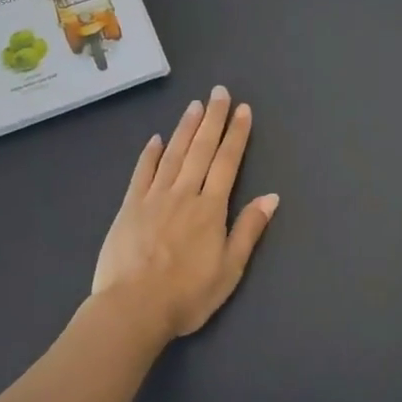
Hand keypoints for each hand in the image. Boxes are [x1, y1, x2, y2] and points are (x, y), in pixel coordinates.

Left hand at [93, 86, 278, 342]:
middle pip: (201, 150)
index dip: (236, 135)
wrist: (132, 309)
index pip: (227, 162)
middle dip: (213, 119)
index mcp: (211, 208)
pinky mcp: (129, 208)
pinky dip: (149, 154)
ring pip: (173, 154)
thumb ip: (249, 229)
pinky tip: (156, 139)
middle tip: (219, 92)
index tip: (242, 110)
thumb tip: (271, 197)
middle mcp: (184, 194)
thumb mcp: (230, 269)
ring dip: (185, 128)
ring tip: (195, 105)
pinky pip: (141, 174)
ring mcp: (154, 198)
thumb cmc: (188, 294)